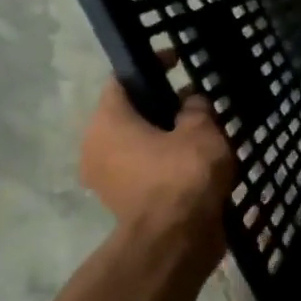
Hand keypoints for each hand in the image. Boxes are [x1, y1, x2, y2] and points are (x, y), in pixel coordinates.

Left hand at [80, 74, 233, 239]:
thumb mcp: (201, 130)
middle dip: (163, 106)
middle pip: (130, 114)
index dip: (151, 65)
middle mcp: (96, 146)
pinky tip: (197, 162)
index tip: (178, 60)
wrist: (175, 241)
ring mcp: (107, 178)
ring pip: (138, 144)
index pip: (123, 79)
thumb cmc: (183, 174)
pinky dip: (166, 162)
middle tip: (197, 101)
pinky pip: (146, 170)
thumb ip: (196, 108)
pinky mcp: (124, 202)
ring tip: (204, 133)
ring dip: (166, 136)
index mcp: (107, 121)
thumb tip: (191, 101)